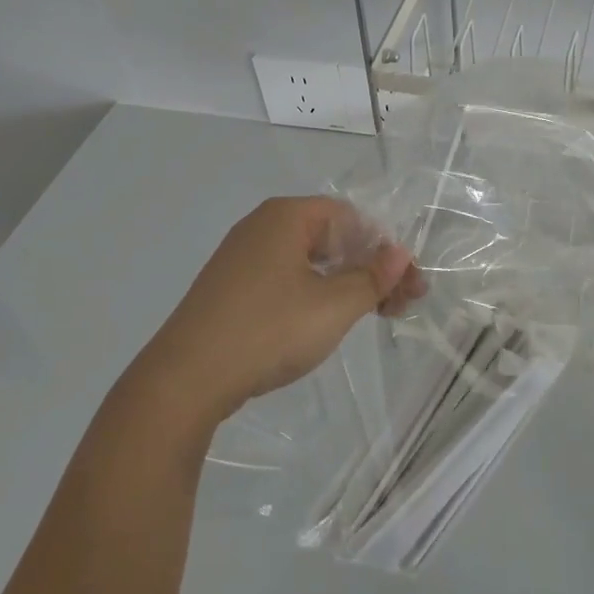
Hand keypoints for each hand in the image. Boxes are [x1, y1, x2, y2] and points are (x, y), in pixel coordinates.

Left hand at [143, 196, 422, 423]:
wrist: (186, 378)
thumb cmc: (269, 330)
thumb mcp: (333, 305)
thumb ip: (373, 277)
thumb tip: (400, 252)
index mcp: (287, 216)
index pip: (352, 218)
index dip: (386, 250)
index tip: (408, 287)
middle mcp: (263, 226)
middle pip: (332, 237)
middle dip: (370, 268)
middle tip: (397, 306)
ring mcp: (242, 257)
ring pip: (309, 260)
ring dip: (345, 284)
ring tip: (369, 316)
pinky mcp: (230, 287)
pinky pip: (285, 278)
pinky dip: (314, 293)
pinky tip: (323, 321)